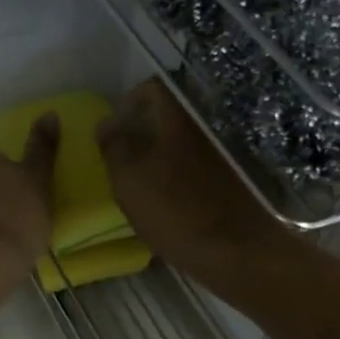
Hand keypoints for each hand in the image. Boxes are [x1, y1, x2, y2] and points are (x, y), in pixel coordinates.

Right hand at [98, 79, 285, 283]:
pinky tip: (163, 203)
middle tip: (119, 158)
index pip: (153, 88)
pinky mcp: (226, 182)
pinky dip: (173, 175)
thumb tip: (105, 124)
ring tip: (137, 184)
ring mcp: (218, 156)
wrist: (234, 250)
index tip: (112, 128)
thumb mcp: (128, 180)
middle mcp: (201, 130)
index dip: (128, 100)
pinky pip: (191, 167)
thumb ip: (114, 147)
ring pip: (179, 143)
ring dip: (155, 156)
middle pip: (167, 116)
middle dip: (140, 131)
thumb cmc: (174, 211)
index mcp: (177, 121)